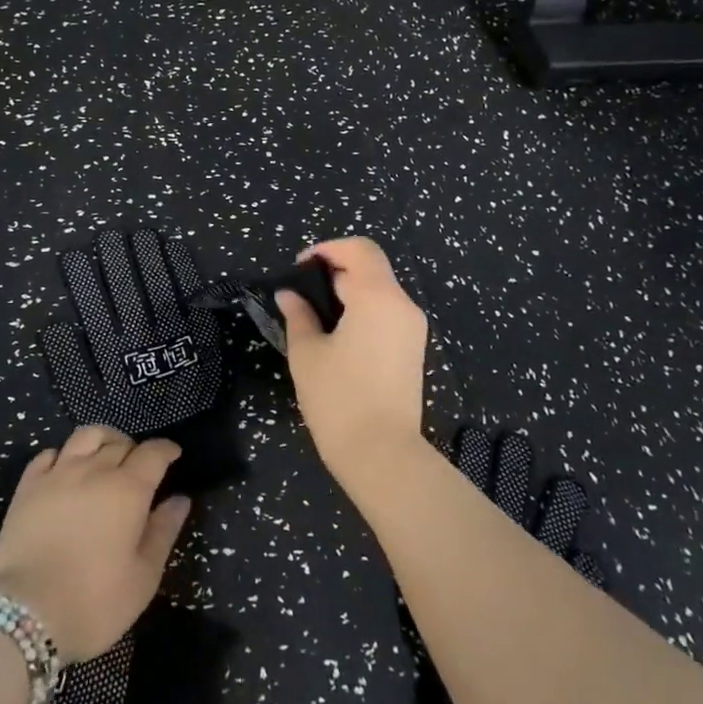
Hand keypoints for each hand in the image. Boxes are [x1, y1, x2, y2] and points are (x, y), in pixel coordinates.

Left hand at [0, 426, 191, 663]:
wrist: (25, 613)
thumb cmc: (94, 602)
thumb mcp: (143, 577)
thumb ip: (163, 531)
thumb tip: (180, 499)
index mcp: (128, 490)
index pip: (153, 453)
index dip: (166, 450)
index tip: (173, 454)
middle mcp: (94, 470)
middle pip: (120, 443)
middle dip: (136, 449)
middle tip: (140, 468)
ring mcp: (58, 474)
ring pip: (85, 436)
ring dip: (103, 440)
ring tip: (107, 454)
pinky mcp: (28, 485)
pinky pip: (49, 453)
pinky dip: (64, 454)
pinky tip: (66, 469)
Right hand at [276, 237, 429, 481]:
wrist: (382, 454)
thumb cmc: (338, 399)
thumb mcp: (307, 353)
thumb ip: (299, 315)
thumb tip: (289, 295)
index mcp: (378, 297)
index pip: (359, 249)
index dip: (327, 248)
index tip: (300, 267)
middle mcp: (403, 305)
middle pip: (371, 267)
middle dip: (335, 269)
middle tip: (302, 292)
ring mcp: (413, 328)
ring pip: (380, 290)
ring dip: (349, 289)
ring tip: (316, 313)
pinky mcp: (413, 349)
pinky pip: (387, 312)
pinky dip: (362, 308)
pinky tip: (338, 332)